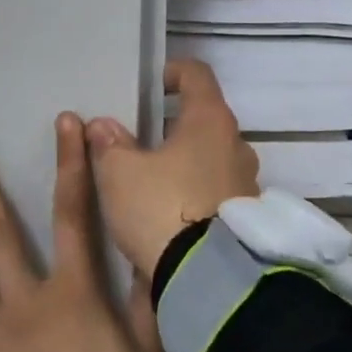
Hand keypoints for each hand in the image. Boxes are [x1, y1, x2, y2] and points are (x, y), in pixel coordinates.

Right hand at [86, 59, 261, 273]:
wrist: (207, 279)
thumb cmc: (161, 208)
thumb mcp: (120, 174)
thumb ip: (109, 144)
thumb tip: (103, 126)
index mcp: (210, 120)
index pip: (196, 74)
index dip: (170, 72)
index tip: (149, 86)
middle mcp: (237, 145)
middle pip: (205, 119)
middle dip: (173, 125)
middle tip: (140, 140)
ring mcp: (247, 183)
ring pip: (212, 157)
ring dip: (186, 161)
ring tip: (153, 179)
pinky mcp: (246, 218)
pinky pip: (218, 190)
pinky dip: (196, 191)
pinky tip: (170, 211)